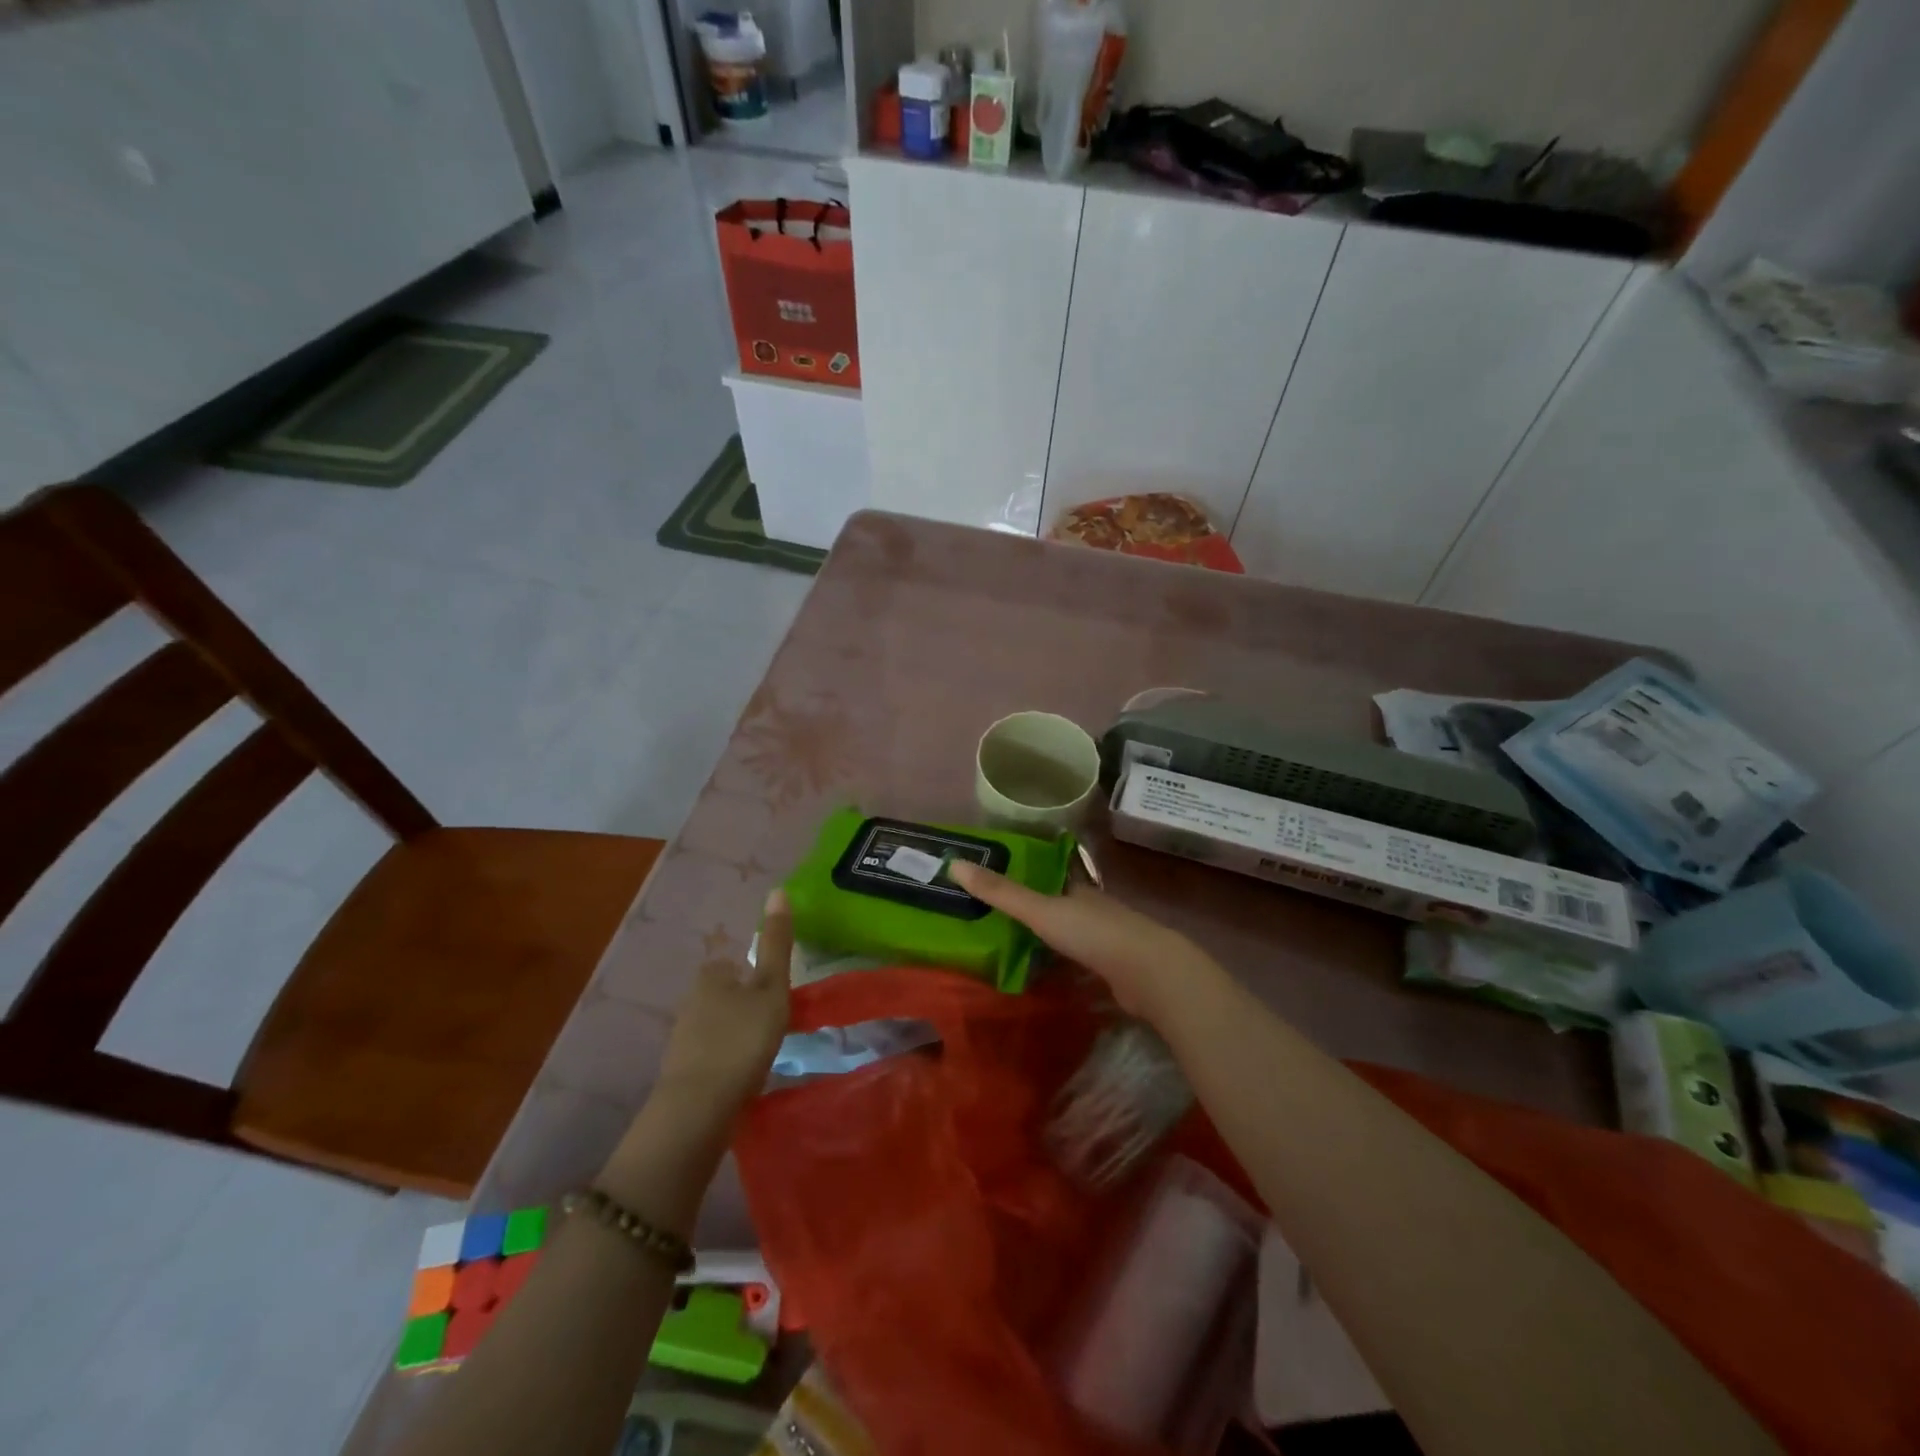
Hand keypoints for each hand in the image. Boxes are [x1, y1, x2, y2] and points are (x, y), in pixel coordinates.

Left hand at [655, 890, 792, 1115]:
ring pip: (714, 1026)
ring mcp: (681, 1040)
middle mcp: (690, 1002)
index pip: (732, 964)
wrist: (698, 1108)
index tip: (773, 991)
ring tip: (761, 1049)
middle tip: (771, 1021)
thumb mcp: (770, 988)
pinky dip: (724, 1061)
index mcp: (711, 977)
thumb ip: (776, 944)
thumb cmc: (741, 1039)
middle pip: (721, 995)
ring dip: (733, 1033)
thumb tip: (778, 890)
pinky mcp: (680, 1074)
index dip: (752, 974)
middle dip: (742, 1004)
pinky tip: (741, 1075)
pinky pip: (709, 1056)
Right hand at [945, 862, 1225, 1027]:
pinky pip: (1081, 962)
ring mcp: (1107, 939)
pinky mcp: (1114, 969)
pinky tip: (1048, 976)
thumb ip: (1000, 892)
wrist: (1150, 974)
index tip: (997, 879)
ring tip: (1014, 948)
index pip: (1048, 873)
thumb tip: (953, 863)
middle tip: (997, 919)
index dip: (1025, 874)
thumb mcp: (1040, 910)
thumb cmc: (1093, 933)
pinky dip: (1064, 965)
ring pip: (1071, 934)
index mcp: (1077, 888)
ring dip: (1049, 939)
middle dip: (1035, 909)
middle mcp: (1092, 908)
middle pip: (1059, 903)